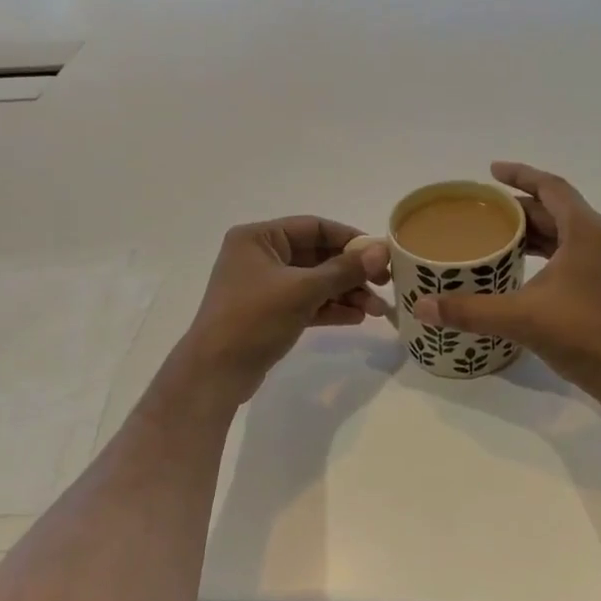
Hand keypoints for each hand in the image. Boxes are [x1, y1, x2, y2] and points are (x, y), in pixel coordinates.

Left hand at [177, 216, 391, 399]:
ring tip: (376, 310)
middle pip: (317, 255)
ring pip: (315, 282)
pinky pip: (307, 302)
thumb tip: (382, 251)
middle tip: (385, 284)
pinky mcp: (270, 313)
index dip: (349, 238)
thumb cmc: (253, 319)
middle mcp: (260, 256)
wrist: (215, 373)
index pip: (313, 227)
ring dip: (345, 293)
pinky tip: (357, 318)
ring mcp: (265, 286)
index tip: (381, 254)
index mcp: (258, 238)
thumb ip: (343, 270)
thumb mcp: (302, 290)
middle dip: (351, 272)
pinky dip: (330, 308)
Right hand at [414, 162, 600, 405]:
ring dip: (535, 232)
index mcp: (587, 231)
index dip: (520, 175)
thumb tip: (422, 307)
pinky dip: (548, 253)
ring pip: (567, 234)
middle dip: (520, 208)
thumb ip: (470, 311)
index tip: (491, 171)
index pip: (551, 187)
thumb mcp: (522, 318)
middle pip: (557, 210)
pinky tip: (525, 271)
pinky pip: (574, 254)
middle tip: (483, 213)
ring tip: (498, 238)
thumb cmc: (586, 335)